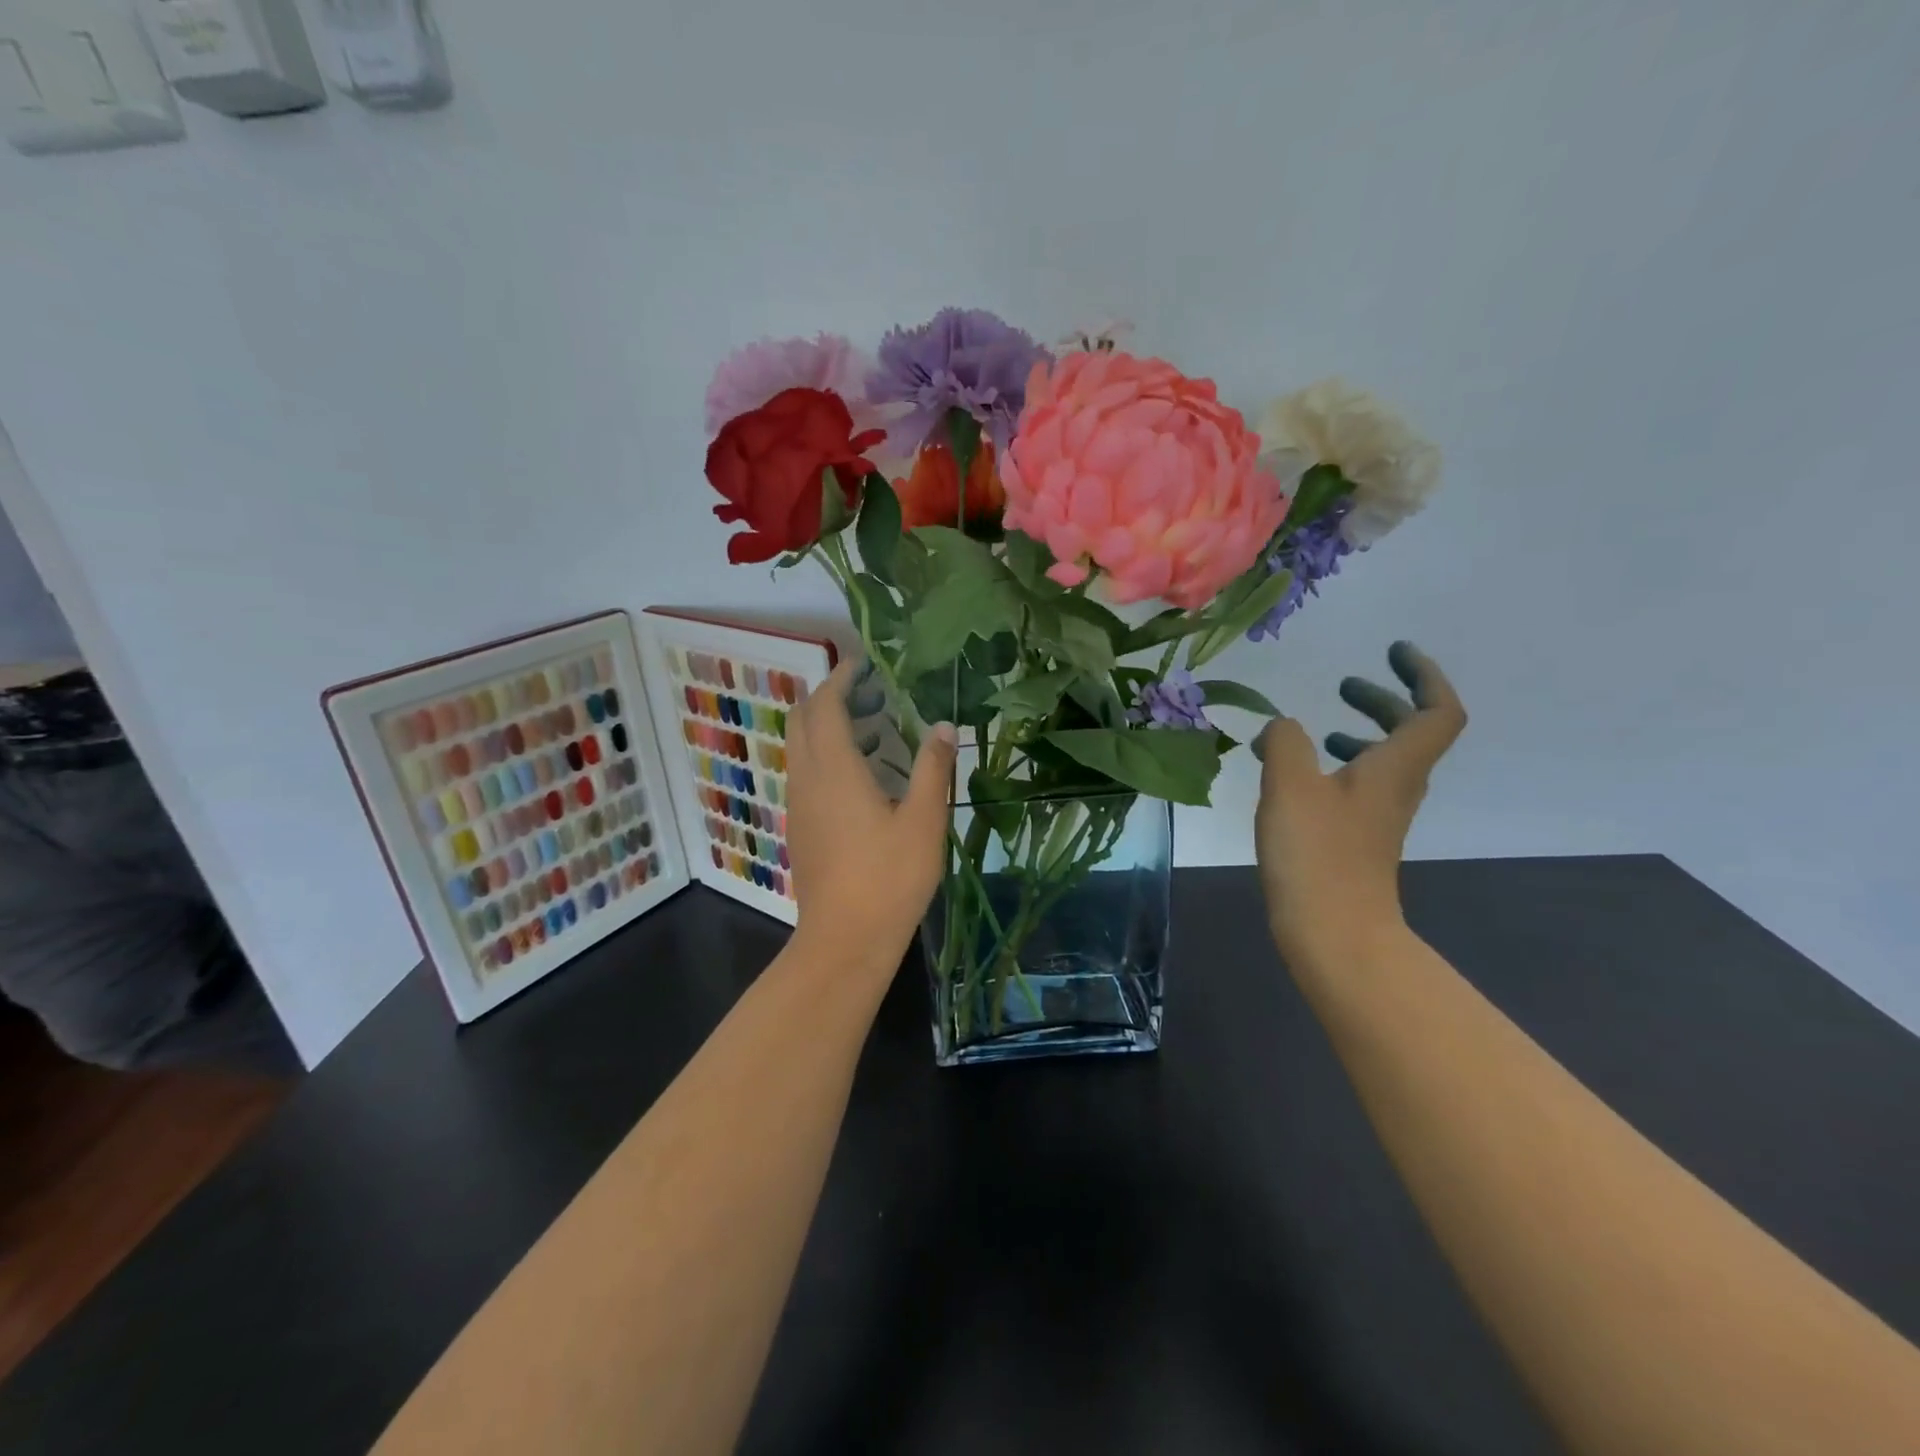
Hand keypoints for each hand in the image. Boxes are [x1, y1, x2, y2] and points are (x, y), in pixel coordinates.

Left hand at [785, 658, 957, 975]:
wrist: (844, 940)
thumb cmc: (889, 878)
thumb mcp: (924, 821)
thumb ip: (932, 769)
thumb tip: (944, 727)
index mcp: (834, 769)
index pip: (824, 705)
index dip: (840, 678)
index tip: (863, 664)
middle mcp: (807, 779)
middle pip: (802, 720)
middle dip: (827, 697)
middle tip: (868, 693)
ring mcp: (798, 804)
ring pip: (799, 747)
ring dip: (824, 726)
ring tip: (869, 728)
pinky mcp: (799, 826)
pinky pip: (803, 772)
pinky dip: (822, 754)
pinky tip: (858, 775)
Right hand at [1253, 642, 1466, 970]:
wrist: (1333, 932)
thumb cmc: (1316, 853)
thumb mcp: (1290, 785)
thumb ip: (1286, 742)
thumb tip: (1282, 726)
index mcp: (1395, 767)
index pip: (1437, 711)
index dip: (1424, 675)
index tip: (1393, 652)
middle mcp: (1398, 787)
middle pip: (1411, 733)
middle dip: (1383, 701)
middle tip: (1345, 684)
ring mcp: (1380, 816)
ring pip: (1383, 761)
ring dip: (1359, 734)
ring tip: (1318, 728)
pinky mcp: (1358, 839)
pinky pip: (1358, 786)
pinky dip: (1336, 767)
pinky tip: (1295, 777)